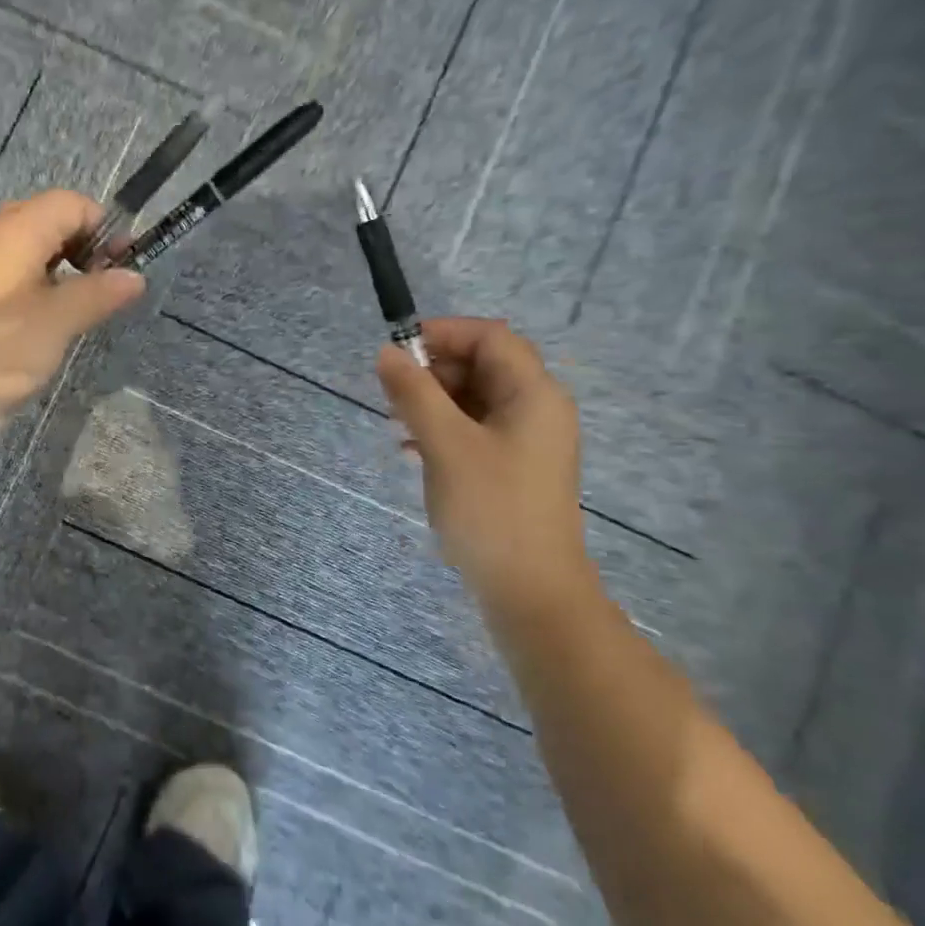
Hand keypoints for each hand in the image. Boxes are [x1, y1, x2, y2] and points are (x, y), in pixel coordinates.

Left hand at [0, 190, 144, 422]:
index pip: (73, 203)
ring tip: (79, 307)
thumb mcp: (59, 320)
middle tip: (103, 287)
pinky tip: (44, 321)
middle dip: (85, 247)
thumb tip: (135, 277)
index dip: (105, 228)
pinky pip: (10, 271)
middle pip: (50, 220)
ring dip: (62, 269)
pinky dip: (36, 284)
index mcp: (18, 229)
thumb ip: (99, 293)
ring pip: (29, 247)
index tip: (123, 267)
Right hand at [376, 318, 594, 620]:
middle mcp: (537, 410)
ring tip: (396, 423)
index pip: (490, 337)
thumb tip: (387, 353)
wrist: (531, 592)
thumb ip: (415, 393)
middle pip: (484, 366)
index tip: (397, 350)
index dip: (443, 333)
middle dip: (435, 371)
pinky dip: (444, 429)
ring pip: (477, 400)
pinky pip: (477, 431)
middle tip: (392, 393)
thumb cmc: (490, 509)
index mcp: (533, 394)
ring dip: (434, 402)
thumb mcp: (445, 444)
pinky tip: (411, 450)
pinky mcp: (515, 469)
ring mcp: (528, 442)